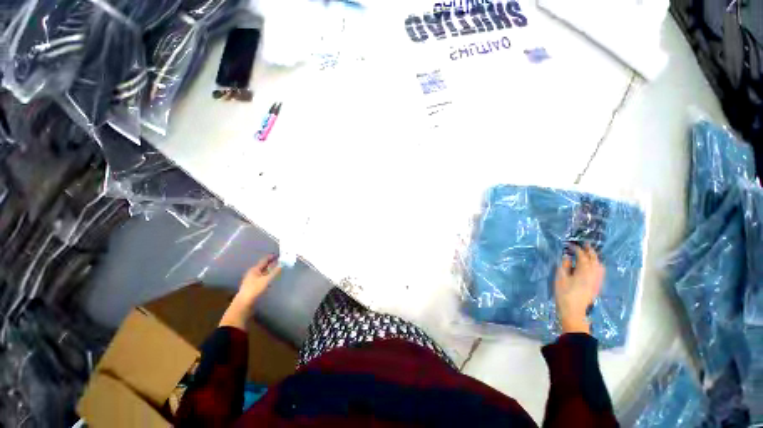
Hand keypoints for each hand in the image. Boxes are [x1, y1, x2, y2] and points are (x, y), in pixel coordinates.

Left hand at [236, 255, 281, 306]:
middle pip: (263, 265)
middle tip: (280, 260)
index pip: (264, 260)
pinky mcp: (253, 285)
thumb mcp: (266, 280)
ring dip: (270, 269)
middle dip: (271, 262)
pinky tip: (271, 276)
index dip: (271, 257)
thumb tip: (282, 264)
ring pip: (263, 271)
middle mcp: (253, 272)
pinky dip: (268, 274)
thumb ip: (275, 272)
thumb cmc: (254, 289)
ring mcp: (252, 279)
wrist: (244, 302)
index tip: (279, 254)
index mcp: (255, 269)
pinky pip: (262, 276)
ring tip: (277, 267)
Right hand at [554, 245, 604, 334]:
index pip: (582, 256)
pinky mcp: (597, 285)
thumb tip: (567, 257)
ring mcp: (597, 280)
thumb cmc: (564, 292)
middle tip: (586, 244)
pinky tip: (594, 266)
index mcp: (584, 270)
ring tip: (590, 254)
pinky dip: (597, 265)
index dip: (577, 249)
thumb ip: (565, 265)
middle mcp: (593, 273)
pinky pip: (600, 271)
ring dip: (595, 258)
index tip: (570, 245)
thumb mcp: (560, 277)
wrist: (574, 310)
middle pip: (594, 259)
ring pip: (599, 265)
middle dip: (590, 251)